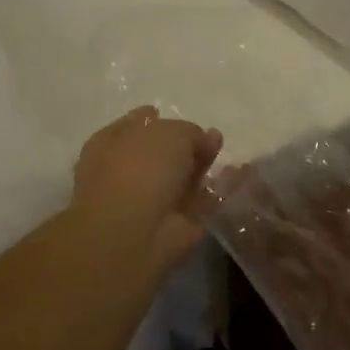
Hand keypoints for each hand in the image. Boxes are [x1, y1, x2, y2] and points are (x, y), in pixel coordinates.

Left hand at [70, 106, 223, 279]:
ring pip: (181, 179)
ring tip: (228, 157)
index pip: (135, 125)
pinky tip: (238, 178)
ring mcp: (149, 200)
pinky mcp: (174, 224)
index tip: (177, 117)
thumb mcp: (171, 133)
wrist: (136, 232)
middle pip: (161, 154)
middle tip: (213, 140)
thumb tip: (207, 140)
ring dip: (202, 169)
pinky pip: (199, 202)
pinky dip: (217, 191)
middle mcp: (126, 171)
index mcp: (111, 144)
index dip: (155, 119)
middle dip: (187, 147)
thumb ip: (191, 132)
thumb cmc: (142, 170)